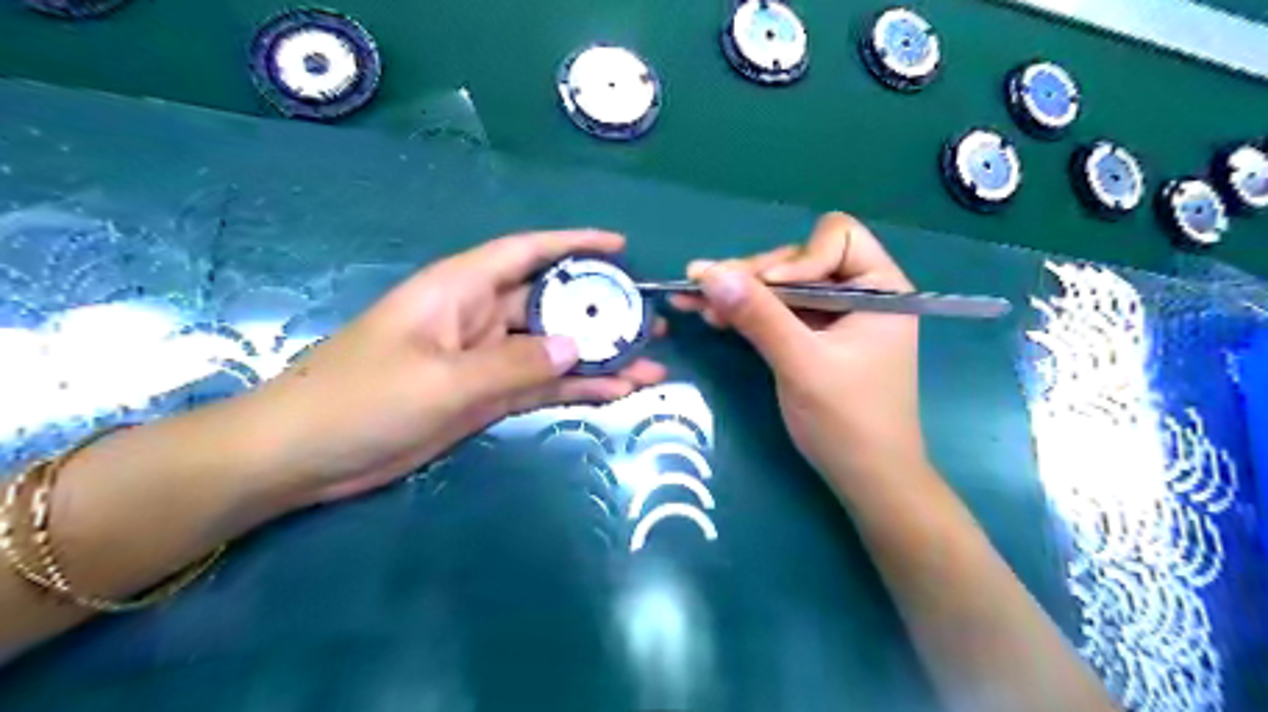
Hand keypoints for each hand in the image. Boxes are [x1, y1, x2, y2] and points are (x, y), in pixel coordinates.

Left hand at [242, 229, 666, 506]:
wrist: (305, 456)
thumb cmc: (362, 399)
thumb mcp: (442, 380)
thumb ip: (514, 363)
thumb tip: (577, 347)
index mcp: (460, 290)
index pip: (526, 252)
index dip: (574, 244)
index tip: (621, 247)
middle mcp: (478, 317)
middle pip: (551, 304)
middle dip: (602, 311)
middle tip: (652, 322)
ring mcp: (485, 360)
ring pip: (553, 350)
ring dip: (599, 357)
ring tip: (651, 365)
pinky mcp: (486, 396)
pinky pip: (541, 384)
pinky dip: (576, 388)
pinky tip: (616, 392)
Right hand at [674, 212, 923, 483]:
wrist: (867, 480)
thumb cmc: (848, 422)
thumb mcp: (802, 364)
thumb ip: (758, 316)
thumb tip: (708, 272)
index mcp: (880, 288)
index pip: (836, 238)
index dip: (797, 259)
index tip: (767, 291)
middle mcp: (859, 293)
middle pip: (799, 261)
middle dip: (753, 276)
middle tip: (702, 288)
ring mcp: (835, 316)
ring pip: (782, 287)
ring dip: (741, 294)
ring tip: (694, 301)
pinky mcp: (814, 337)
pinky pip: (778, 312)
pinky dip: (747, 313)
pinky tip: (713, 316)